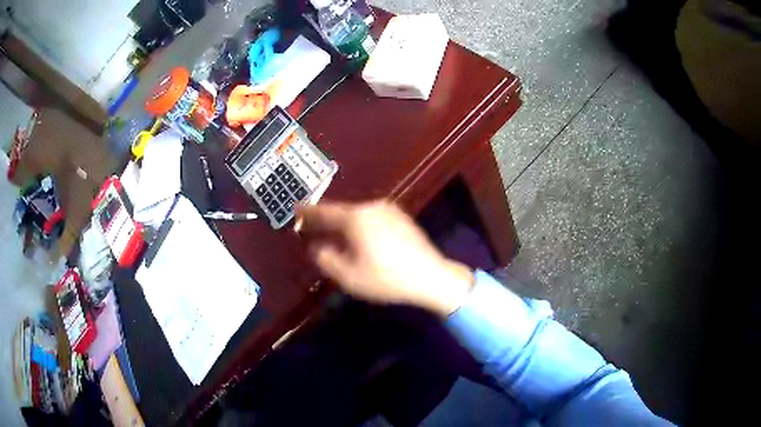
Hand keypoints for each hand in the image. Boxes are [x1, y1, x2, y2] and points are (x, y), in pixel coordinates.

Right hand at [296, 200, 473, 316]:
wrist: (431, 276)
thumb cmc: (386, 278)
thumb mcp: (349, 276)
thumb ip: (327, 259)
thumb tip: (317, 247)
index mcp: (356, 218)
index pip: (325, 212)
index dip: (309, 212)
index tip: (296, 209)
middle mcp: (372, 207)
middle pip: (342, 212)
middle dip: (327, 220)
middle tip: (313, 226)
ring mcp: (390, 211)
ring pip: (358, 215)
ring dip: (345, 225)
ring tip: (335, 236)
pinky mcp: (402, 219)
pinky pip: (372, 219)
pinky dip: (361, 227)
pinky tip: (361, 240)